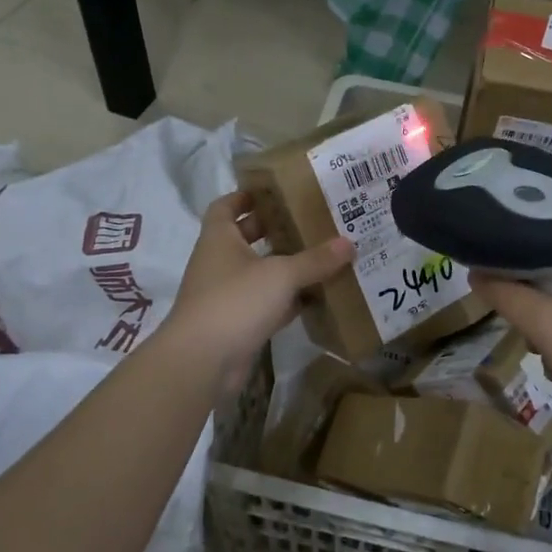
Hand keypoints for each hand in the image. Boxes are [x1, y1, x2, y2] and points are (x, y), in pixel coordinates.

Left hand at [166, 191, 353, 390]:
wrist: (202, 361)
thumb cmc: (235, 302)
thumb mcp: (281, 275)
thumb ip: (315, 260)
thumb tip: (348, 243)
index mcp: (219, 239)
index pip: (226, 206)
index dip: (246, 196)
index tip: (275, 191)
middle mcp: (220, 262)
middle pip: (247, 237)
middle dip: (275, 228)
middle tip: (310, 219)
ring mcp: (227, 294)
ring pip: (260, 271)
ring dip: (286, 265)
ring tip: (323, 254)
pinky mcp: (238, 323)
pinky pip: (267, 302)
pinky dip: (288, 299)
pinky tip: (317, 296)